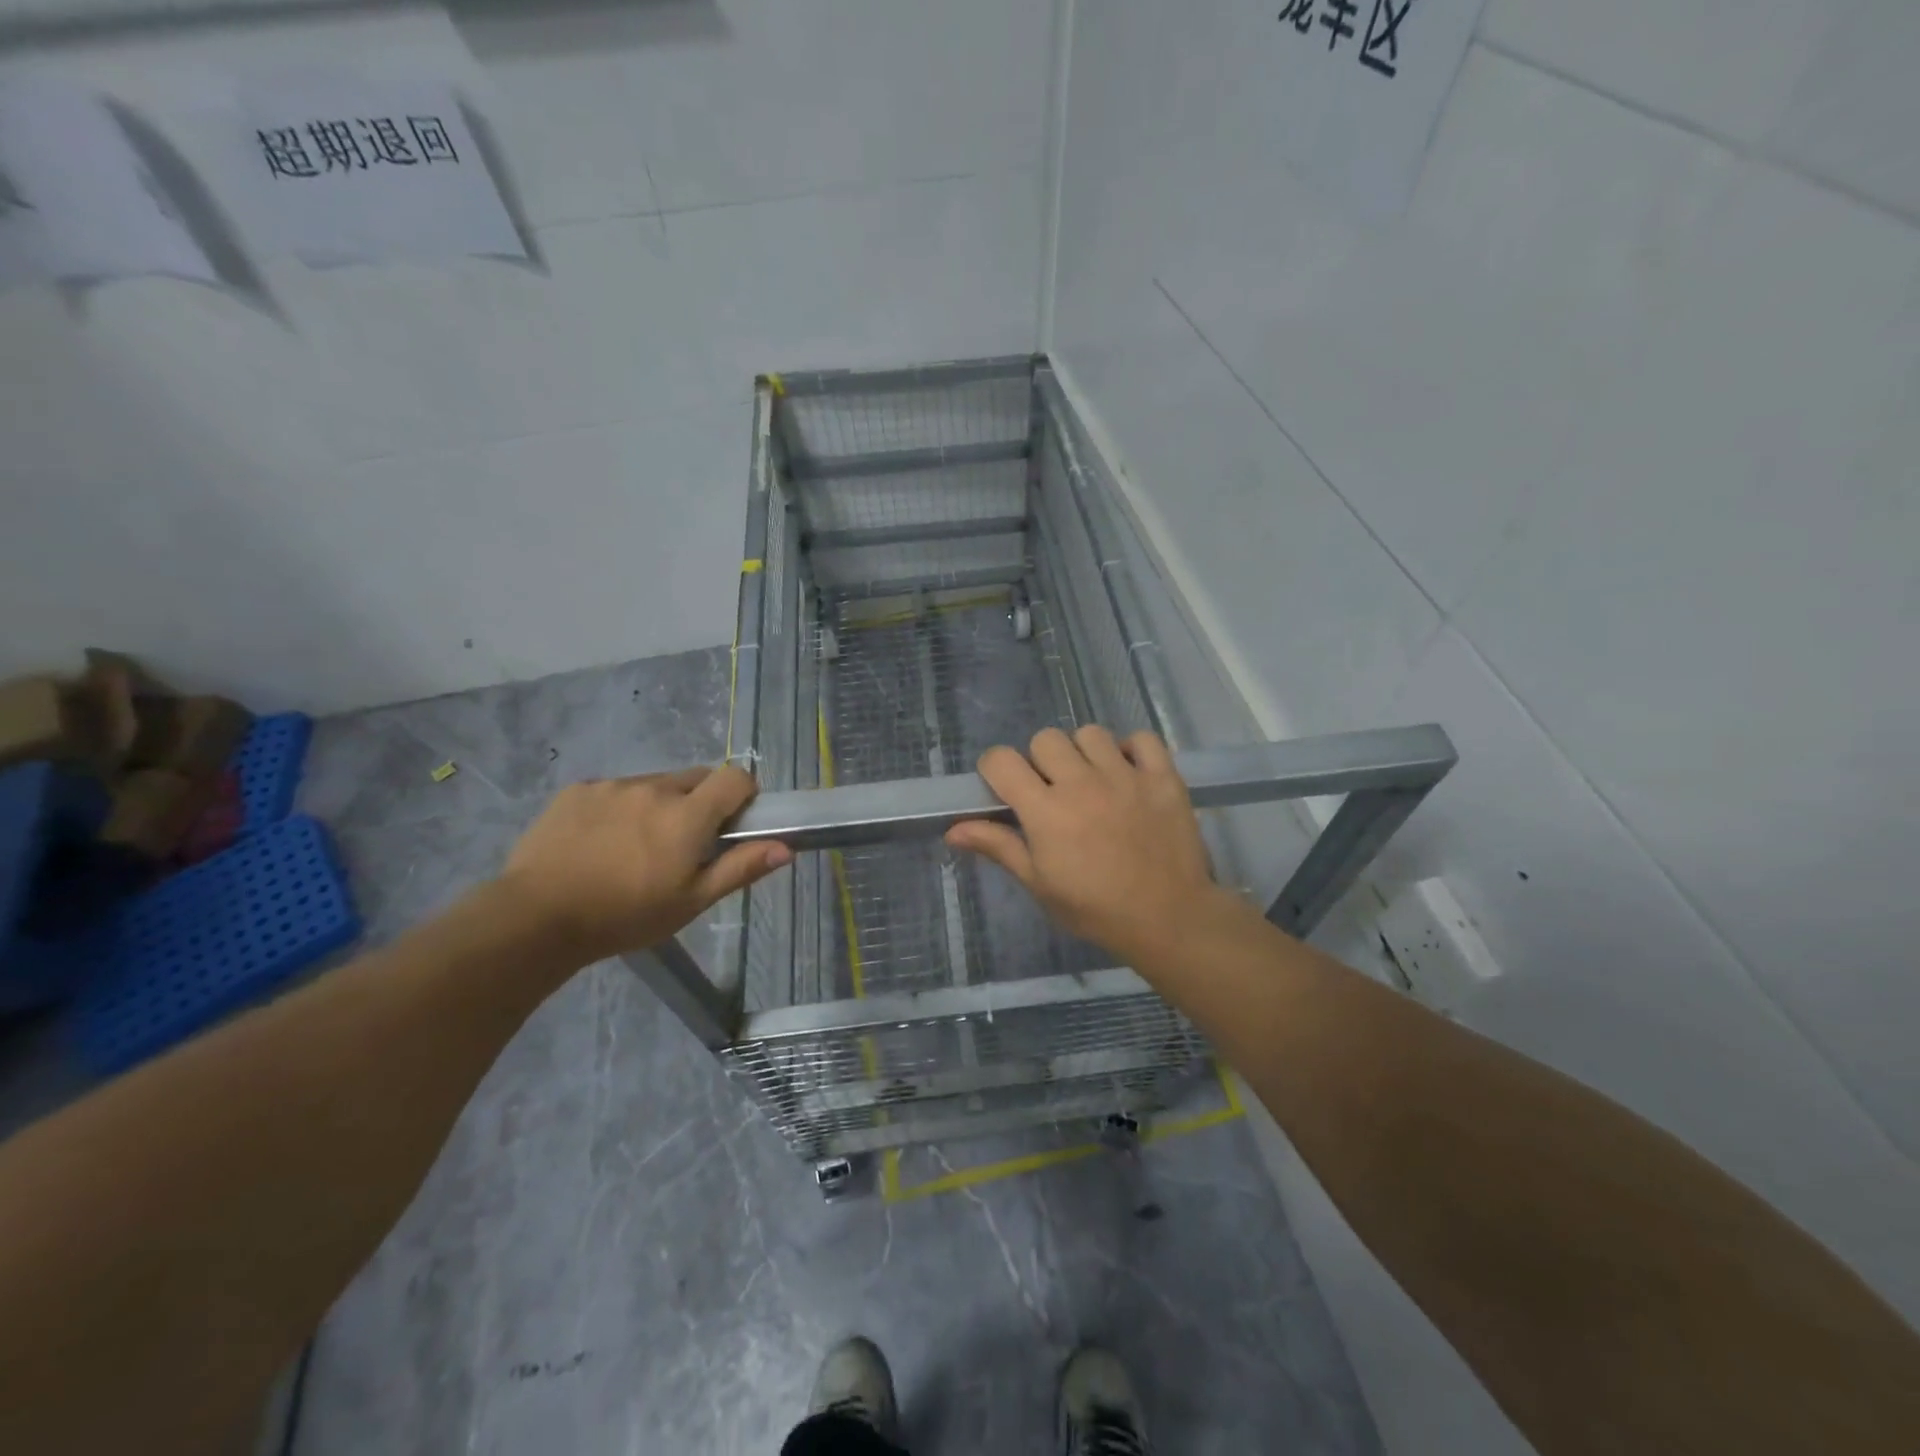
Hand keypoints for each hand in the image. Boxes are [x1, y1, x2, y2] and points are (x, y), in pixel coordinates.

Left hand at [497, 766, 789, 965]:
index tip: (735, 822)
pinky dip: (621, 807)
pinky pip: (615, 789)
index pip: (735, 777)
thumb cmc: (625, 915)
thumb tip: (785, 848)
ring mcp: (613, 786)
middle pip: (696, 778)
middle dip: (701, 802)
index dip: (744, 794)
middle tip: (684, 843)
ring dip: (660, 805)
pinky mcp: (578, 790)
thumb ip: (740, 868)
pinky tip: (600, 842)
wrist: (535, 917)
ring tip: (635, 846)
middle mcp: (654, 788)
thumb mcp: (691, 901)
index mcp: (687, 815)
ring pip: (654, 784)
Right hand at [945, 727, 1235, 965]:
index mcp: (1045, 810)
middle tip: (1053, 791)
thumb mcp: (1039, 883)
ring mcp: (1126, 776)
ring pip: (1090, 733)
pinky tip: (1129, 774)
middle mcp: (1082, 782)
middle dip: (1041, 761)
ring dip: (1084, 753)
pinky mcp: (1163, 777)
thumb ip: (998, 846)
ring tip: (1093, 781)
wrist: (1168, 919)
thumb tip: (953, 830)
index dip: (995, 769)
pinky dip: (1132, 750)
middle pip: (1045, 739)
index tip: (1004, 788)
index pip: (1001, 760)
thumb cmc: (1094, 908)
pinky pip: (1142, 738)